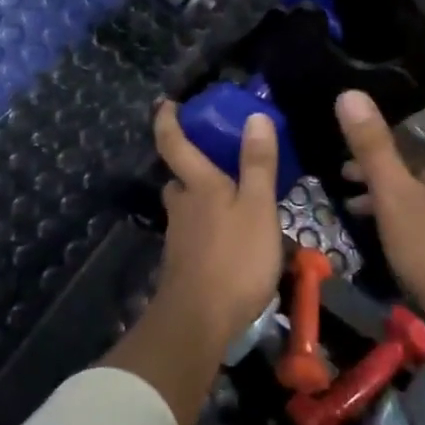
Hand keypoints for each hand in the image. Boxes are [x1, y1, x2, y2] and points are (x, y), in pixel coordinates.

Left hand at [150, 100, 285, 344]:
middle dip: (191, 166)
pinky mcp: (183, 263)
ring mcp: (179, 236)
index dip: (167, 120)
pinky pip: (194, 232)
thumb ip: (257, 164)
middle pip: (179, 178)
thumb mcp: (258, 208)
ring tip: (235, 200)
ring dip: (202, 199)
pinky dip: (208, 227)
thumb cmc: (234, 259)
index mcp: (197, 185)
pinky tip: (232, 239)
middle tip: (218, 159)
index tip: (166, 103)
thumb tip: (254, 116)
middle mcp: (181, 205)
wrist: (199, 321)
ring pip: (187, 207)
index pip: (173, 143)